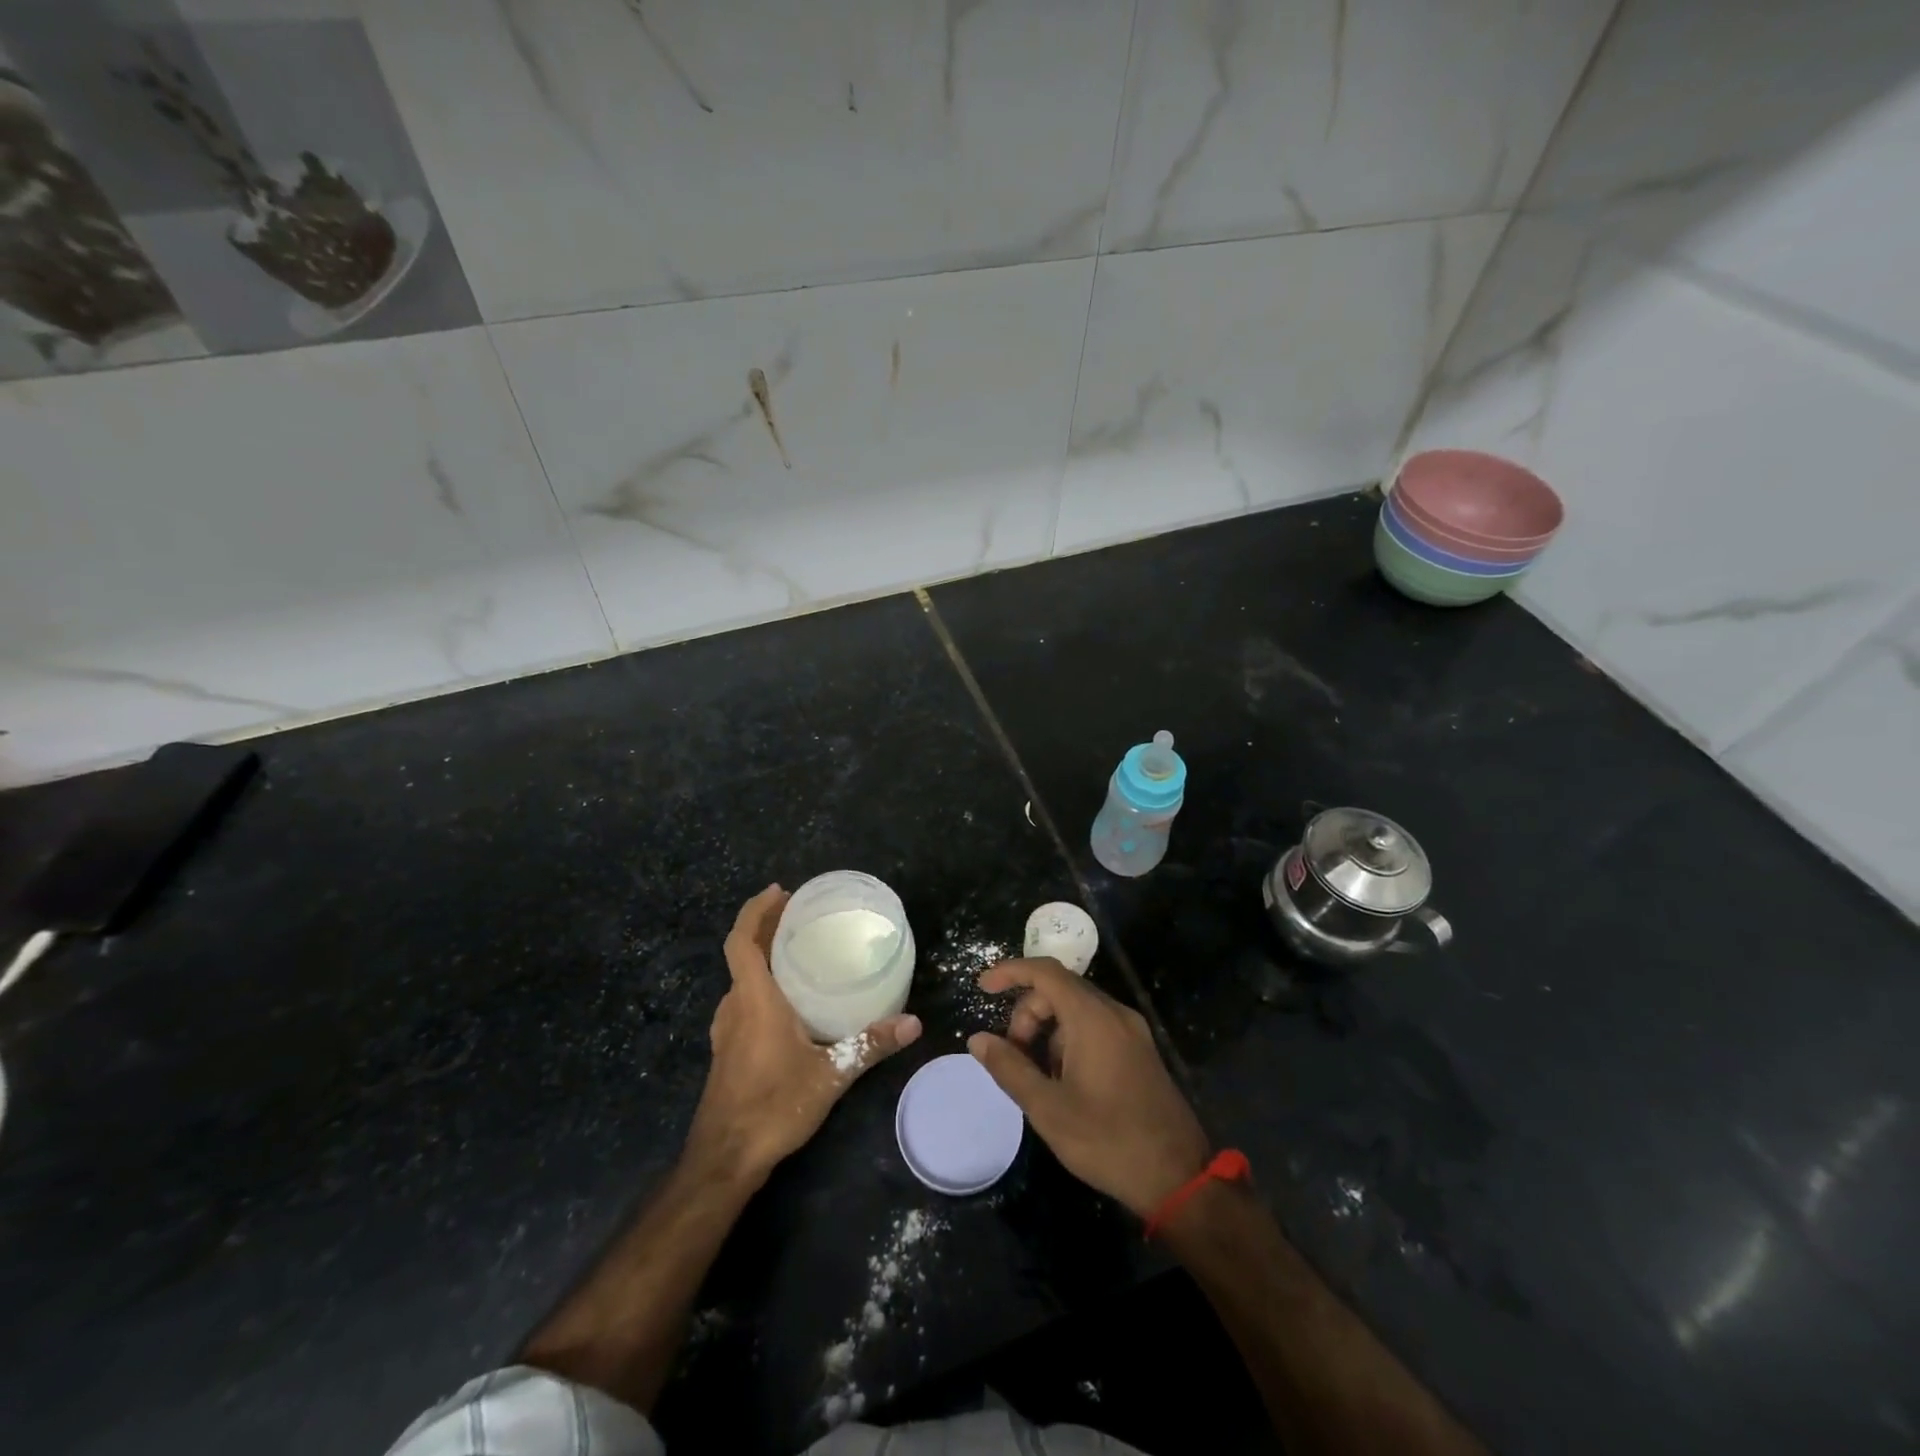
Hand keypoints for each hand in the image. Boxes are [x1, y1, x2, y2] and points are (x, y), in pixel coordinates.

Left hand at [686, 885, 920, 1185]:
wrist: (724, 1160)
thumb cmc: (773, 1107)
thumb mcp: (830, 1074)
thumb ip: (870, 1045)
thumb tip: (914, 1023)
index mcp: (753, 1000)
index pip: (741, 940)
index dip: (755, 910)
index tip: (780, 891)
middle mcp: (734, 1007)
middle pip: (742, 954)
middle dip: (766, 927)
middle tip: (800, 913)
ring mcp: (725, 1030)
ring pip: (741, 978)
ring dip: (762, 956)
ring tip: (797, 949)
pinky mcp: (727, 1050)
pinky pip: (742, 1000)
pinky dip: (761, 983)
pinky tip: (788, 1000)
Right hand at [968, 958, 1209, 1218]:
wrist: (1179, 1177)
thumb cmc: (1108, 1140)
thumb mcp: (1048, 1108)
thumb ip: (1009, 1068)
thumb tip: (977, 1039)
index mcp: (1092, 1017)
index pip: (1045, 971)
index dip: (1010, 972)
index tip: (982, 987)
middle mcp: (1115, 1013)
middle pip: (1059, 990)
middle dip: (1027, 1014)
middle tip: (1013, 1056)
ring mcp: (1132, 1031)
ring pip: (1077, 1010)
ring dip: (1048, 1031)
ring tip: (1039, 1077)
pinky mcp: (1140, 1050)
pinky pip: (1096, 1026)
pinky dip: (1070, 1040)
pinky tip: (1065, 1082)